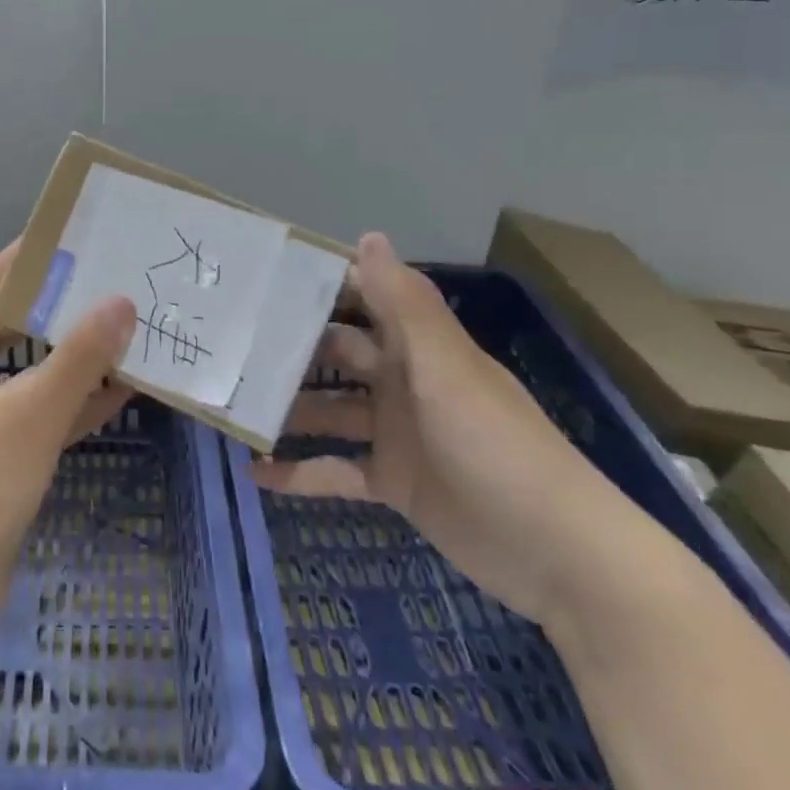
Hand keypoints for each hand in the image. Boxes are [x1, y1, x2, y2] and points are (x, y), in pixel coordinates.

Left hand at [0, 241, 136, 621]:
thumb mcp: (32, 413)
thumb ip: (79, 357)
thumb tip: (121, 299)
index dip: (30, 255)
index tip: (76, 232)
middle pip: (20, 324)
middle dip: (63, 302)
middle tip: (115, 277)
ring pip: (38, 371)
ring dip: (78, 354)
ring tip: (129, 327)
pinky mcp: (6, 457)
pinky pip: (47, 414)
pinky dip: (79, 402)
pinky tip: (123, 393)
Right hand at [252, 233, 645, 627]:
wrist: (559, 555)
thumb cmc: (497, 447)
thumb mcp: (447, 371)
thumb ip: (405, 306)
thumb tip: (368, 235)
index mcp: (419, 348)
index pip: (365, 299)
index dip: (321, 285)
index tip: (264, 277)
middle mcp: (403, 382)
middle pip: (337, 355)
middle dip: (290, 348)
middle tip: (231, 343)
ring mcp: (397, 434)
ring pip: (330, 411)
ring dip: (288, 409)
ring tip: (232, 404)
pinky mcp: (393, 483)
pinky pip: (335, 471)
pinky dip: (299, 472)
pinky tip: (255, 471)